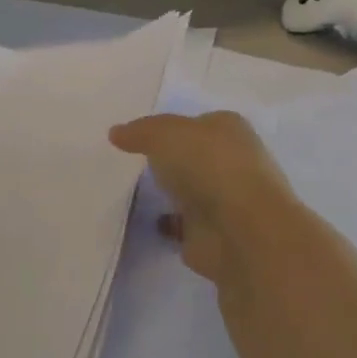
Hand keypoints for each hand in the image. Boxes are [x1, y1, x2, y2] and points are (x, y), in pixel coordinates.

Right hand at [109, 111, 298, 289]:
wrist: (240, 231)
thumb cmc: (208, 167)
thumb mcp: (164, 135)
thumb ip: (140, 132)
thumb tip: (116, 133)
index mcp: (229, 130)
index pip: (196, 123)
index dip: (170, 128)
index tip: (140, 137)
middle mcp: (233, 162)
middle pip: (194, 157)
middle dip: (171, 161)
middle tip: (132, 163)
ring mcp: (226, 201)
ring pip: (191, 191)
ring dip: (171, 193)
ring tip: (132, 193)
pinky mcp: (216, 234)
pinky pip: (185, 224)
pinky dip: (169, 224)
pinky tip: (146, 221)